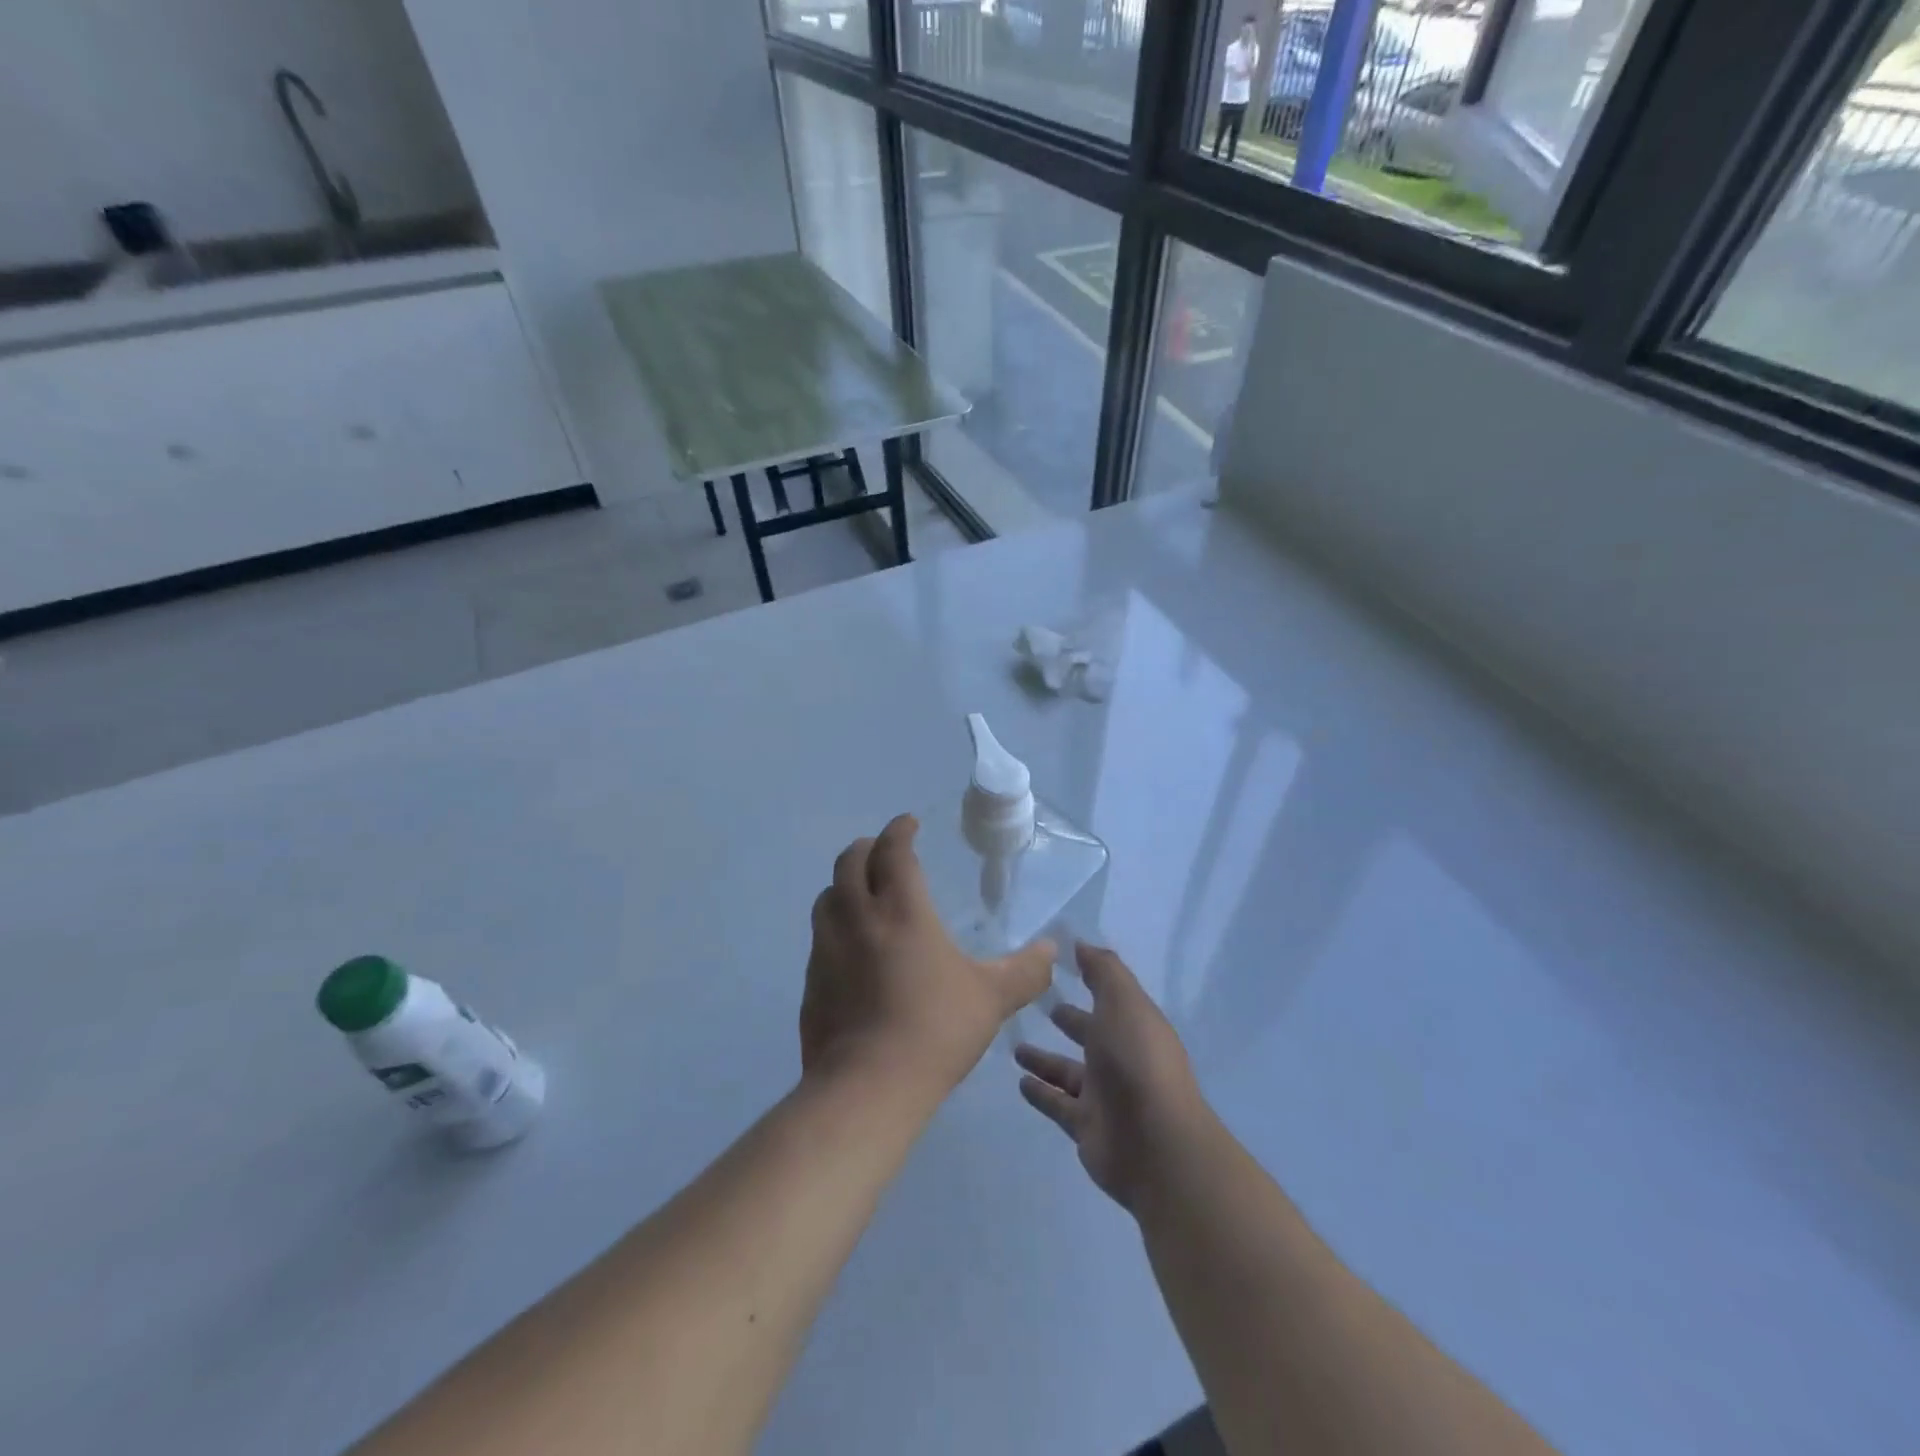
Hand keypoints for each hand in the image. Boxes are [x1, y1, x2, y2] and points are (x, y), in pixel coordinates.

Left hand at [801, 815, 1054, 1095]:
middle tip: (882, 851)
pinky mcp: (811, 981)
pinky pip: (819, 937)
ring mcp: (826, 949)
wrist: (868, 1085)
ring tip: (861, 893)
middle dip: (866, 847)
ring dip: (844, 884)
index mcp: (901, 910)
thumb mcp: (992, 998)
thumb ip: (1025, 970)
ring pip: (827, 896)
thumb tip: (1052, 950)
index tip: (908, 824)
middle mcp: (857, 917)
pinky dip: (834, 926)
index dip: (899, 830)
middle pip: (849, 862)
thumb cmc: (935, 1029)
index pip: (892, 850)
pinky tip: (849, 949)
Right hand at [1015, 943, 1207, 1212]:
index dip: (1089, 980)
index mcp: (1134, 1025)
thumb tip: (1081, 943)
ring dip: (1044, 1059)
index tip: (1058, 965)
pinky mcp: (1086, 1127)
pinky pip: (1057, 1104)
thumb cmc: (1137, 1061)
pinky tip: (1019, 1082)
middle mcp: (1121, 1058)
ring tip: (1014, 1046)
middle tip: (1035, 1005)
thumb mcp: (1123, 1002)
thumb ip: (1103, 971)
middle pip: (1089, 1034)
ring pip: (1068, 1071)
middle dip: (1068, 1020)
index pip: (1109, 997)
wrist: (1155, 1144)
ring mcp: (1104, 1096)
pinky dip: (1040, 1093)